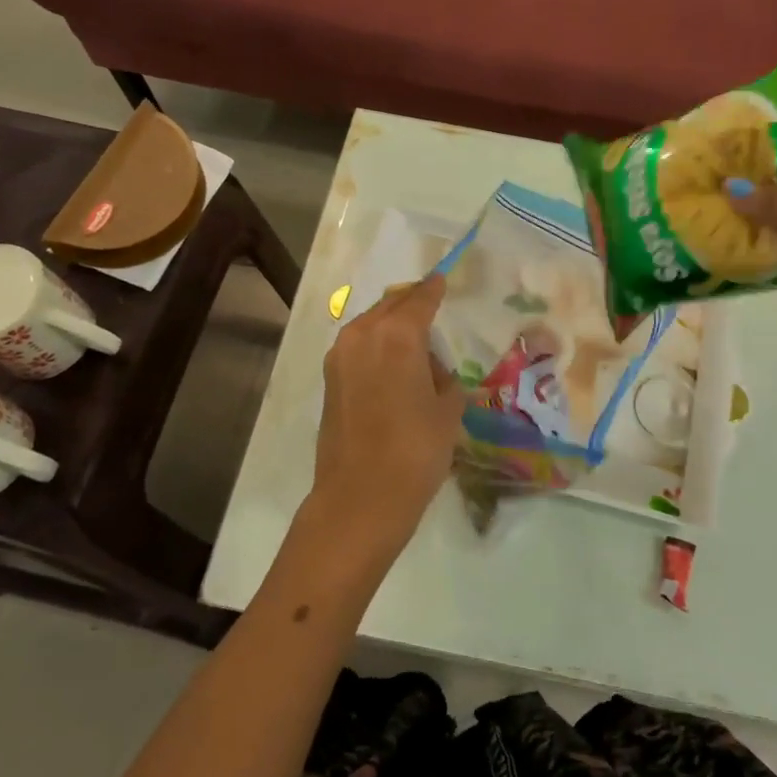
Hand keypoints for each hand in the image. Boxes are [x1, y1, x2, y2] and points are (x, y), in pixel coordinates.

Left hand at [311, 273, 467, 559]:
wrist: (360, 498)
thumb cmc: (415, 451)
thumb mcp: (447, 410)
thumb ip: (445, 379)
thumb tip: (432, 372)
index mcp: (398, 334)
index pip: (420, 298)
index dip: (434, 288)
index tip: (442, 278)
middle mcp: (363, 334)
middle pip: (391, 305)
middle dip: (411, 302)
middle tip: (431, 306)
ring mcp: (340, 356)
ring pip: (370, 324)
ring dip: (391, 324)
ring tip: (414, 341)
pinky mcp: (329, 379)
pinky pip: (358, 347)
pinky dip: (376, 345)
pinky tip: (393, 365)